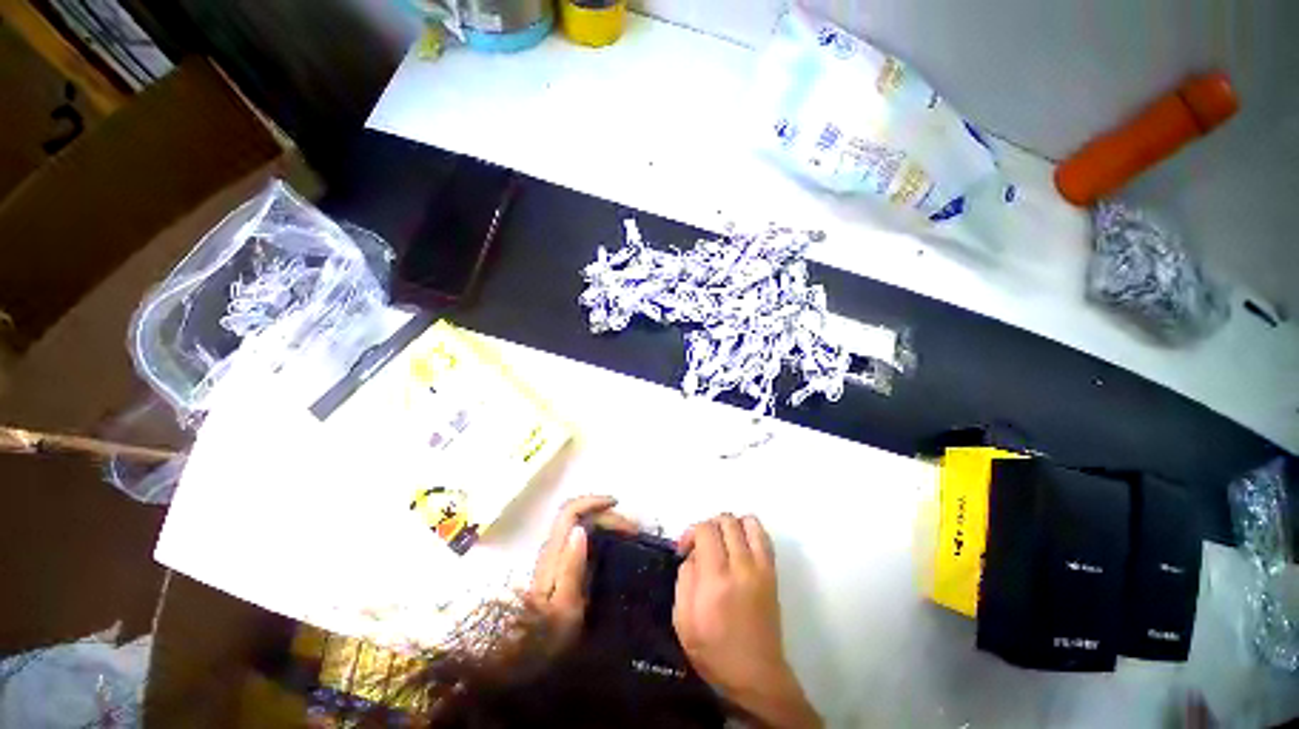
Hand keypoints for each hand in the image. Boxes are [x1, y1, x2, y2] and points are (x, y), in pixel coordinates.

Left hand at [528, 495, 635, 650]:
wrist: (527, 658)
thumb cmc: (548, 636)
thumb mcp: (564, 607)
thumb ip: (571, 568)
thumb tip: (581, 529)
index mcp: (554, 554)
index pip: (570, 512)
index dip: (592, 501)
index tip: (617, 504)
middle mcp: (554, 548)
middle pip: (579, 515)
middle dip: (607, 514)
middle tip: (633, 530)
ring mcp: (557, 556)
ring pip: (581, 524)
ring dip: (605, 522)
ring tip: (628, 535)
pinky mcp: (562, 566)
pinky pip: (584, 537)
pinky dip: (601, 533)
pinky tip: (614, 545)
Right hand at [674, 514, 820, 728]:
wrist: (756, 676)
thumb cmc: (714, 652)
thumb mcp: (683, 621)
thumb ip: (685, 579)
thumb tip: (693, 554)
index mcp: (716, 580)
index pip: (706, 530)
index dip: (691, 532)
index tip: (685, 549)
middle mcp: (741, 567)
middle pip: (726, 520)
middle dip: (709, 526)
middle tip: (702, 546)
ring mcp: (761, 568)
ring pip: (748, 522)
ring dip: (731, 525)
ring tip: (722, 542)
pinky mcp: (773, 572)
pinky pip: (763, 536)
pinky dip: (749, 530)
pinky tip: (739, 546)